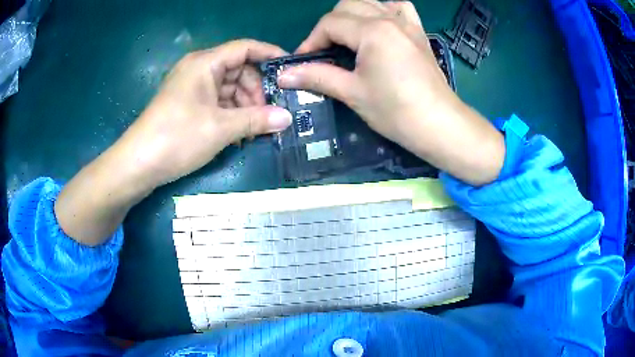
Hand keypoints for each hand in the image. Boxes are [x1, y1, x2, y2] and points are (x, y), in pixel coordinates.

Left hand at [115, 39, 291, 188]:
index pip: (245, 48)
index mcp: (205, 63)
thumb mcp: (221, 128)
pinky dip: (231, 115)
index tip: (290, 70)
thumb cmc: (177, 137)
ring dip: (245, 107)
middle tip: (268, 116)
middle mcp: (199, 69)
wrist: (138, 164)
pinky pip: (217, 102)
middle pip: (239, 70)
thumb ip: (257, 120)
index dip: (270, 55)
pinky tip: (238, 134)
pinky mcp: (188, 104)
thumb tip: (288, 118)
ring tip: (253, 131)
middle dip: (256, 91)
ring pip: (229, 89)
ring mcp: (192, 87)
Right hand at [279, 0, 504, 185]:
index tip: (303, 61)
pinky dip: (384, 10)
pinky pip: (399, 8)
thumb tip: (284, 75)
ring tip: (348, 38)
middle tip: (325, 51)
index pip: (330, 23)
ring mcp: (407, 23)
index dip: (311, 41)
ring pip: (371, 2)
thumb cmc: (396, 111)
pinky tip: (380, 25)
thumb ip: (317, 76)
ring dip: (353, 15)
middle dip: (329, 26)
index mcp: (372, 31)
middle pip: (347, 6)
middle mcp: (389, 19)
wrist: (440, 124)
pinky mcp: (418, 32)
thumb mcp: (353, 93)